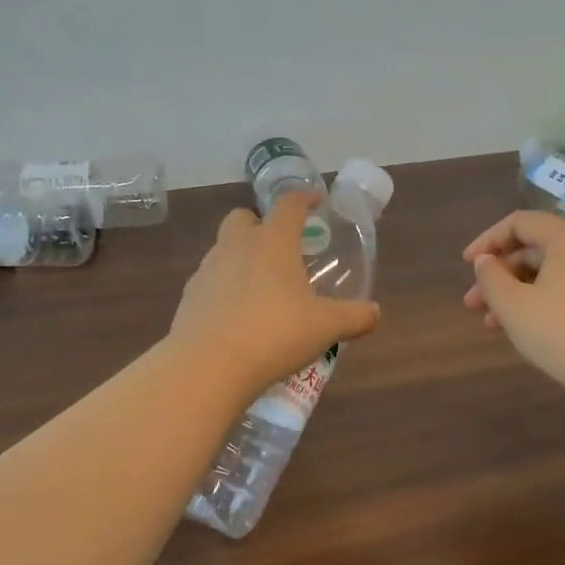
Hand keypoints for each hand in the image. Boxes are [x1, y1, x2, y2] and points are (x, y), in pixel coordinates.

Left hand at [171, 192, 381, 394]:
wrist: (209, 364)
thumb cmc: (275, 334)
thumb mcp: (326, 327)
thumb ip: (354, 317)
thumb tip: (375, 313)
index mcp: (273, 242)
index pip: (289, 206)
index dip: (304, 199)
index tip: (314, 200)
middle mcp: (237, 246)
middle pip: (243, 219)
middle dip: (260, 225)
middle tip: (280, 249)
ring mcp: (207, 270)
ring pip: (223, 250)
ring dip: (241, 258)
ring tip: (261, 289)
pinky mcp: (189, 297)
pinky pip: (210, 282)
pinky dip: (224, 289)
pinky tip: (237, 316)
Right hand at [462, 210, 564, 411]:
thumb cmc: (561, 333)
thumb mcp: (513, 305)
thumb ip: (490, 277)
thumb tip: (485, 261)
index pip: (519, 223)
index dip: (487, 241)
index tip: (466, 266)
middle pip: (534, 248)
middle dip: (498, 274)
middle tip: (472, 303)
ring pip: (549, 271)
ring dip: (515, 291)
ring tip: (490, 323)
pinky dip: (540, 298)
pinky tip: (522, 326)